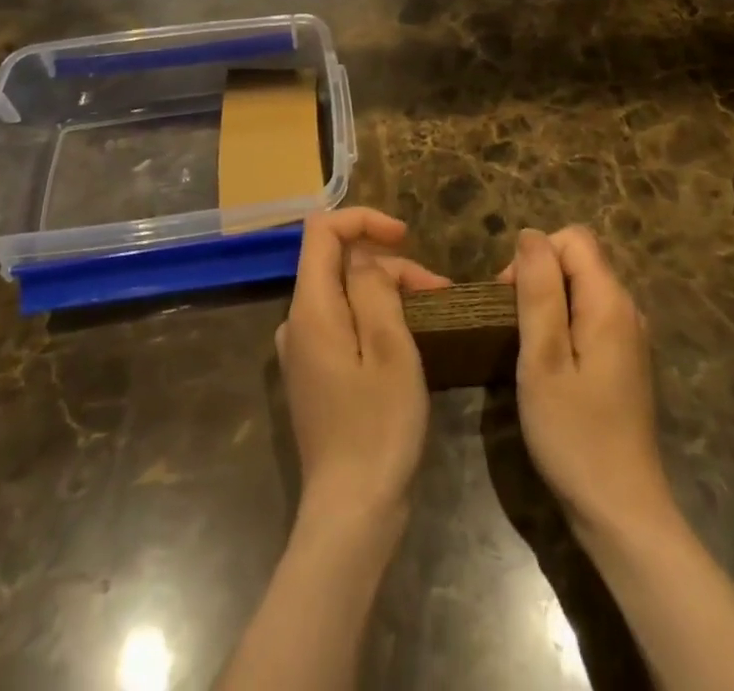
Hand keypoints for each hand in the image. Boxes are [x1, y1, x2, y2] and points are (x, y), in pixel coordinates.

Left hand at [276, 208, 449, 519]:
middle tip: (437, 291)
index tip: (405, 237)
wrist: (351, 514)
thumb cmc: (378, 427)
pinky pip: (342, 322)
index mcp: (310, 308)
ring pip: (343, 293)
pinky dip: (374, 316)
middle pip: (338, 262)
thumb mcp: (390, 348)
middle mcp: (296, 322)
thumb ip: (373, 288)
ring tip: (432, 313)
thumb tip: (363, 258)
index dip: (363, 219)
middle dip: (388, 264)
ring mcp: (302, 351)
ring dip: (386, 291)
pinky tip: (405, 338)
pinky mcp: (314, 374)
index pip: (321, 230)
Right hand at [501, 226, 673, 534]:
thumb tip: (530, 235)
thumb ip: (538, 291)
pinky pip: (589, 315)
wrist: (621, 512)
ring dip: (548, 301)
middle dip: (539, 276)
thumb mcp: (543, 359)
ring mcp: (629, 335)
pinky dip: (563, 323)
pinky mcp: (624, 360)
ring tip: (525, 346)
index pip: (572, 239)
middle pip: (579, 259)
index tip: (510, 299)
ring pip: (582, 287)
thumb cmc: (574, 434)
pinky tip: (549, 363)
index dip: (535, 256)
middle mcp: (627, 308)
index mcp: (609, 301)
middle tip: (512, 326)